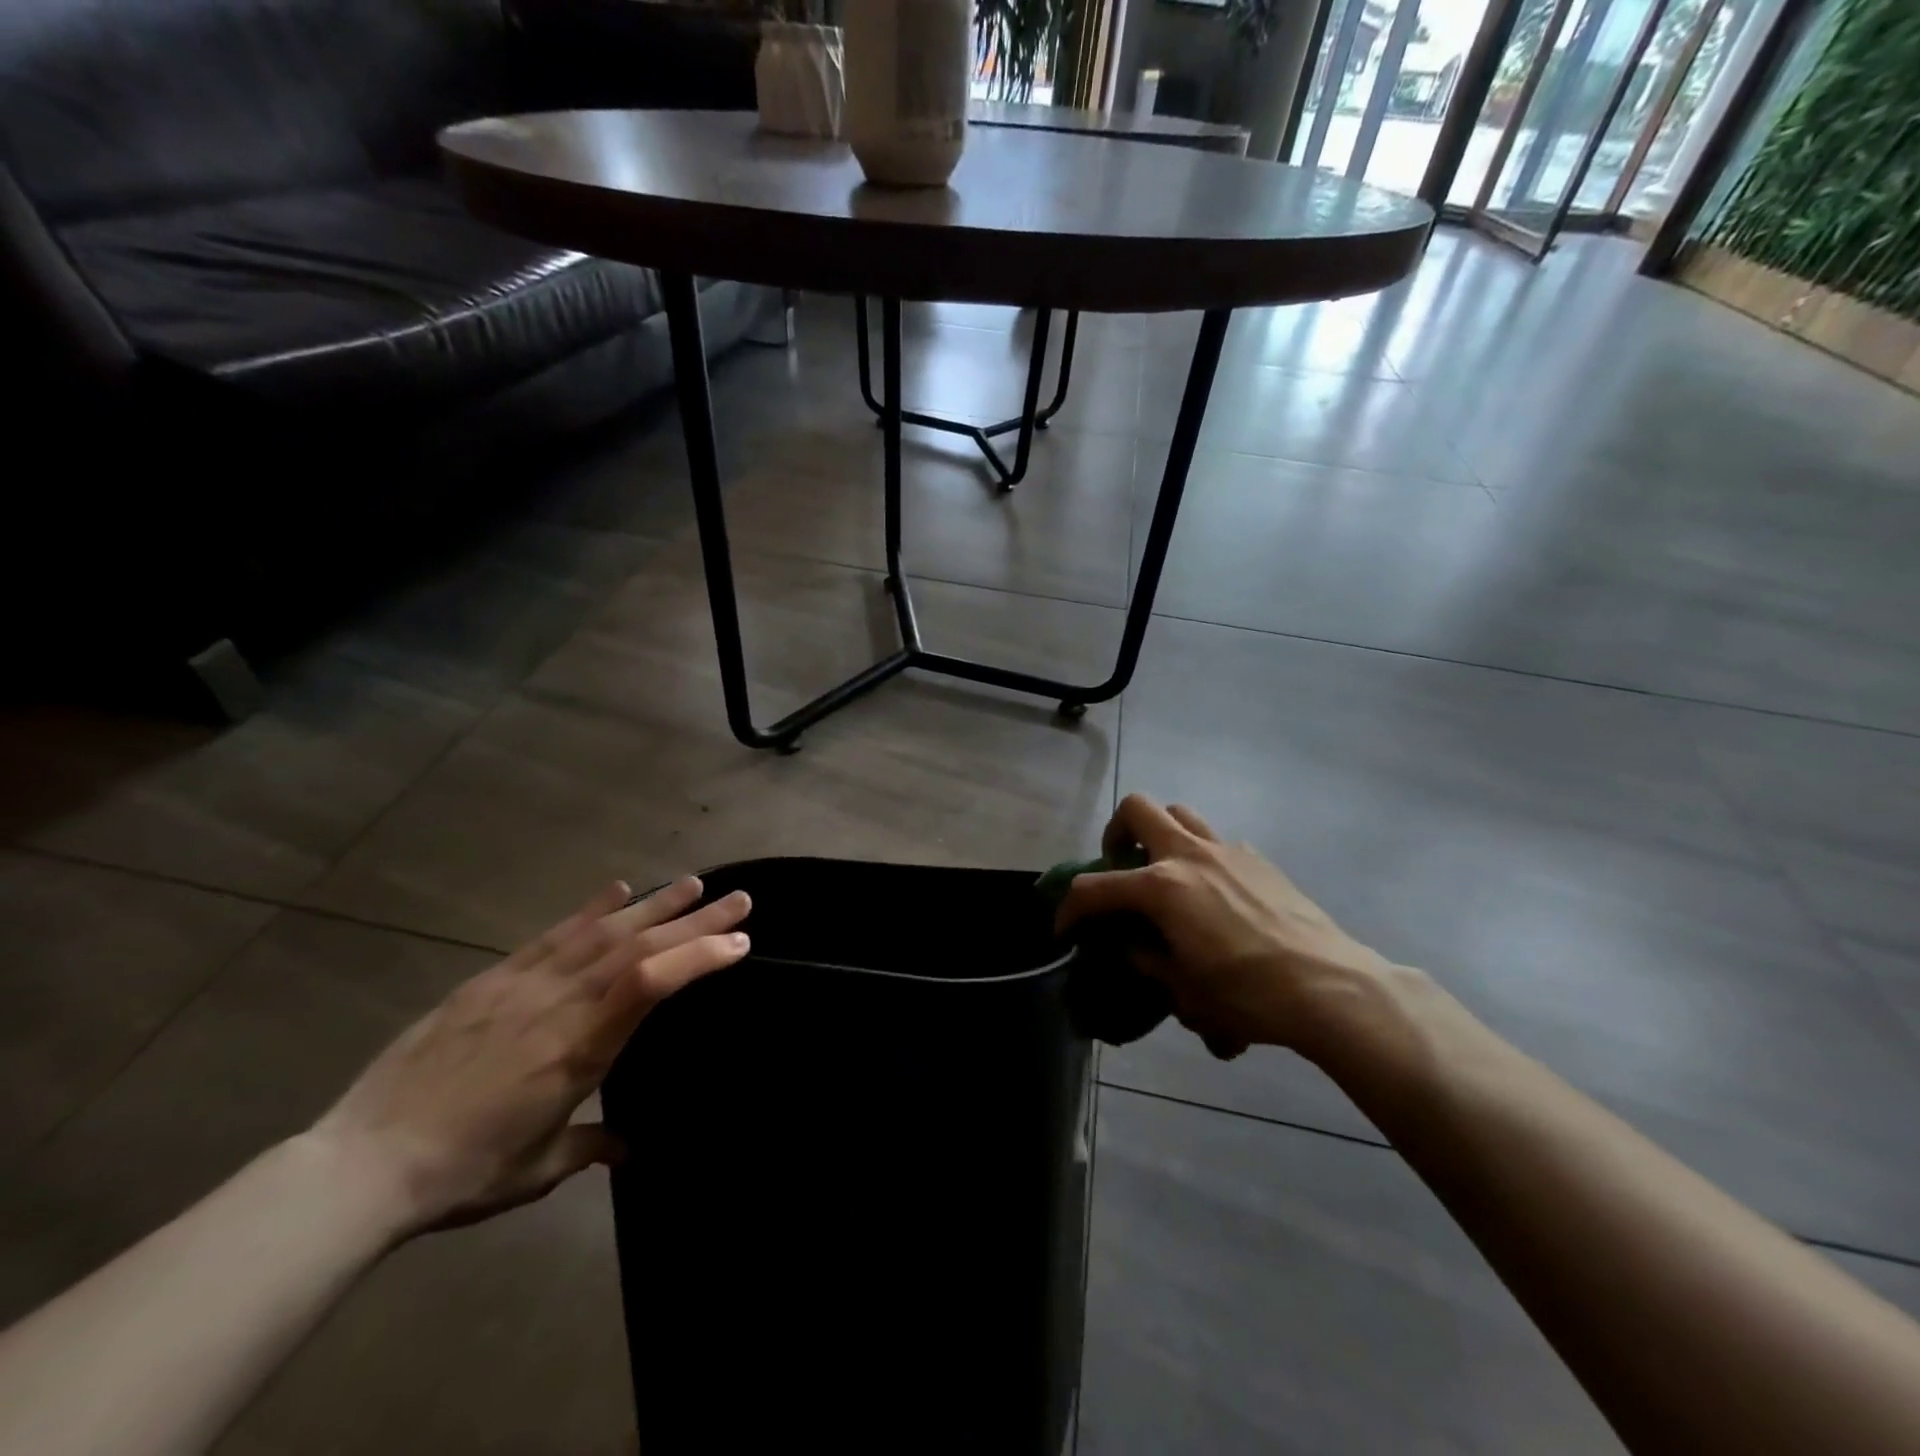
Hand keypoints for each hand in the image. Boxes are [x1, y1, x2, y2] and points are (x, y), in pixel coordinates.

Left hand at [310, 879, 749, 1236]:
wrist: (361, 1164)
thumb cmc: (462, 1173)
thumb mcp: (539, 1169)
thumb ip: (592, 1145)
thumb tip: (628, 1146)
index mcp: (580, 1048)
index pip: (652, 983)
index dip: (699, 955)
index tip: (740, 942)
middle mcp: (560, 1003)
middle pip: (639, 946)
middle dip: (696, 920)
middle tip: (740, 899)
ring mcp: (525, 984)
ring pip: (603, 932)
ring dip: (655, 904)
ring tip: (694, 883)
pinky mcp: (492, 979)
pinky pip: (552, 934)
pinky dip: (590, 909)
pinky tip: (618, 889)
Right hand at [1057, 795, 1391, 1061]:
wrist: (1328, 987)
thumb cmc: (1246, 994)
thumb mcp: (1182, 989)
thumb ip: (1145, 959)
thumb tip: (1131, 945)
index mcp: (1160, 887)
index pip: (1094, 887)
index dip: (1070, 908)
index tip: (1065, 929)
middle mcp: (1188, 854)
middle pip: (1137, 809)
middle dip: (1116, 833)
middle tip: (1119, 864)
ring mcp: (1227, 850)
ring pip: (1180, 813)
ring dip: (1161, 833)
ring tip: (1163, 870)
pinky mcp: (1259, 859)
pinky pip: (1218, 843)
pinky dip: (1203, 858)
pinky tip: (1215, 896)